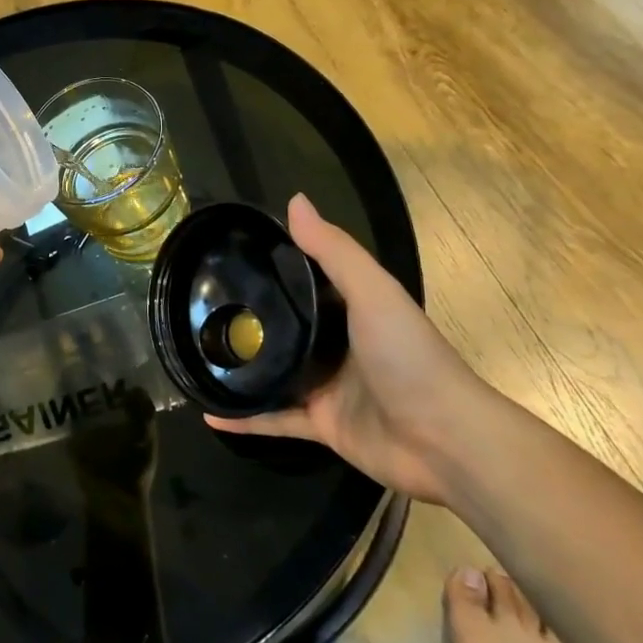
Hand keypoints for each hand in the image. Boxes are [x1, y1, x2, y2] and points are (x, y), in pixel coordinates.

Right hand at [206, 193, 497, 503]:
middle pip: (286, 327)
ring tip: (196, 356)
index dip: (271, 266)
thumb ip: (334, 251)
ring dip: (240, 369)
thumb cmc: (409, 357)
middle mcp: (336, 346)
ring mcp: (327, 388)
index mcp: (351, 310)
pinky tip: (209, 415)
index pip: (306, 281)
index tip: (226, 254)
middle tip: (198, 306)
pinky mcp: (321, 426)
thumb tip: (294, 201)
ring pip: (273, 374)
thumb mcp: (373, 292)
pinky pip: (273, 419)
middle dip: (247, 319)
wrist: (446, 441)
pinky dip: (243, 419)